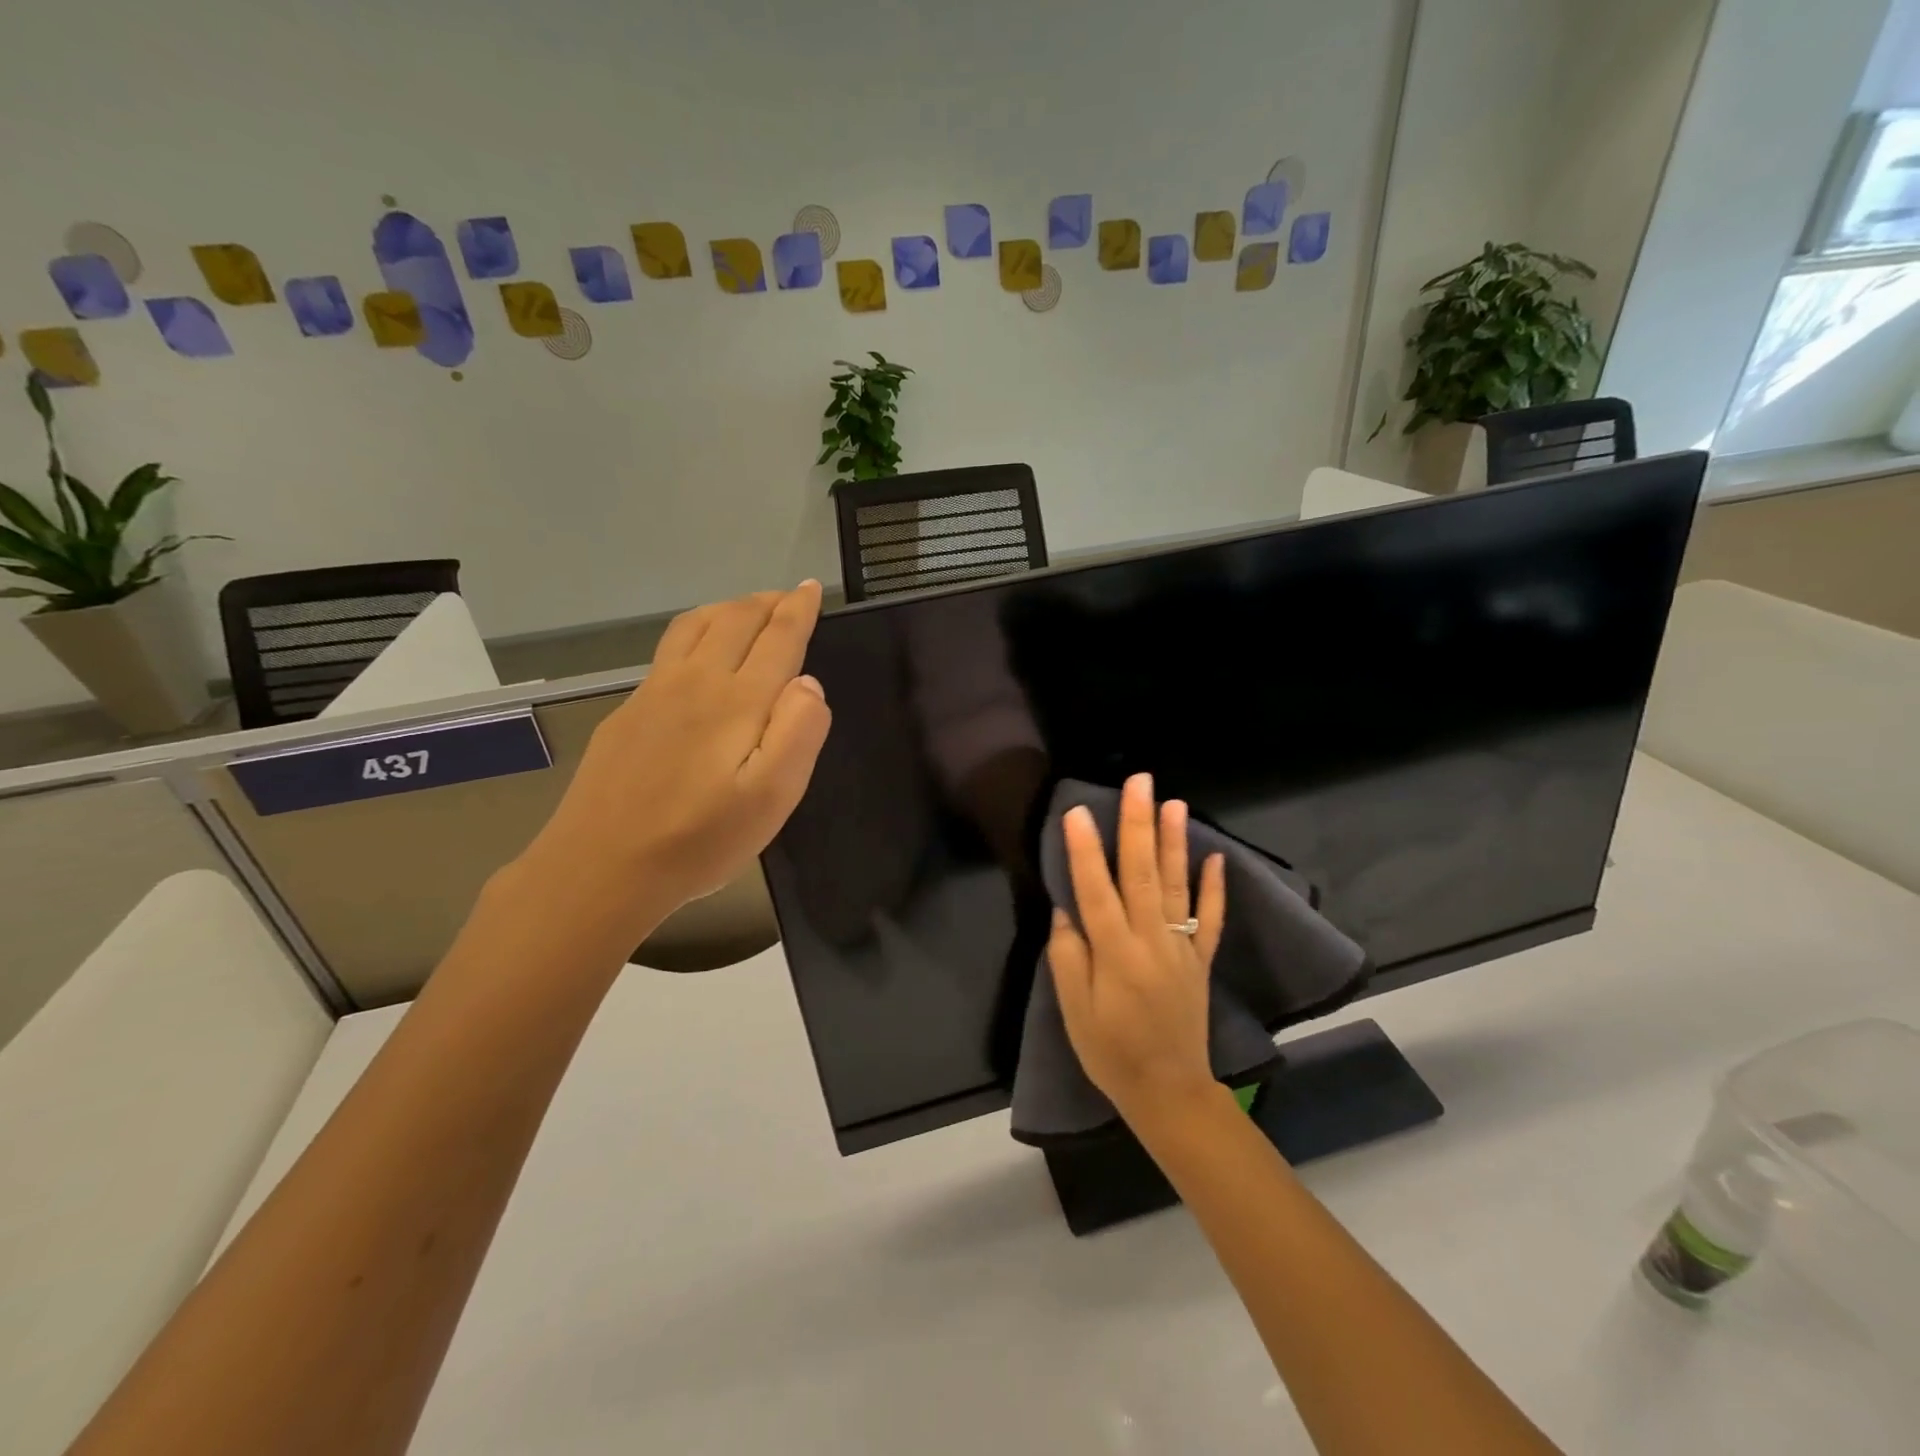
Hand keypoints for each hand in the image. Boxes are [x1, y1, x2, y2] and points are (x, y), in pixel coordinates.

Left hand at [521, 581, 831, 937]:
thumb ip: (798, 732)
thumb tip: (808, 682)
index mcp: (736, 700)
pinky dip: (697, 632)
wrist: (600, 868)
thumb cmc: (699, 840)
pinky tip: (698, 654)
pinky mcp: (627, 712)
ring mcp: (653, 693)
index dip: (798, 610)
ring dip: (728, 609)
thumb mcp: (771, 798)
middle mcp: (695, 682)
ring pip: (694, 626)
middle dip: (766, 602)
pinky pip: (669, 650)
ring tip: (748, 610)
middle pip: (734, 620)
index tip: (810, 588)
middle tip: (788, 597)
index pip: (777, 637)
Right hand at [1048, 772, 1226, 1122]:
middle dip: (1138, 825)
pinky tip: (1216, 857)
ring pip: (1177, 886)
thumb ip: (1068, 958)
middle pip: (1142, 874)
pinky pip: (1209, 919)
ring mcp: (1181, 948)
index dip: (1084, 850)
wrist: (1169, 1092)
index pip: (1096, 891)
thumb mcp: (1074, 1014)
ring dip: (1174, 842)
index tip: (1077, 811)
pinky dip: (1214, 887)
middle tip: (1138, 783)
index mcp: (1116, 955)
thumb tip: (1065, 910)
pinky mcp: (1199, 960)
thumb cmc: (1111, 1053)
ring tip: (1173, 803)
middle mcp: (1151, 941)